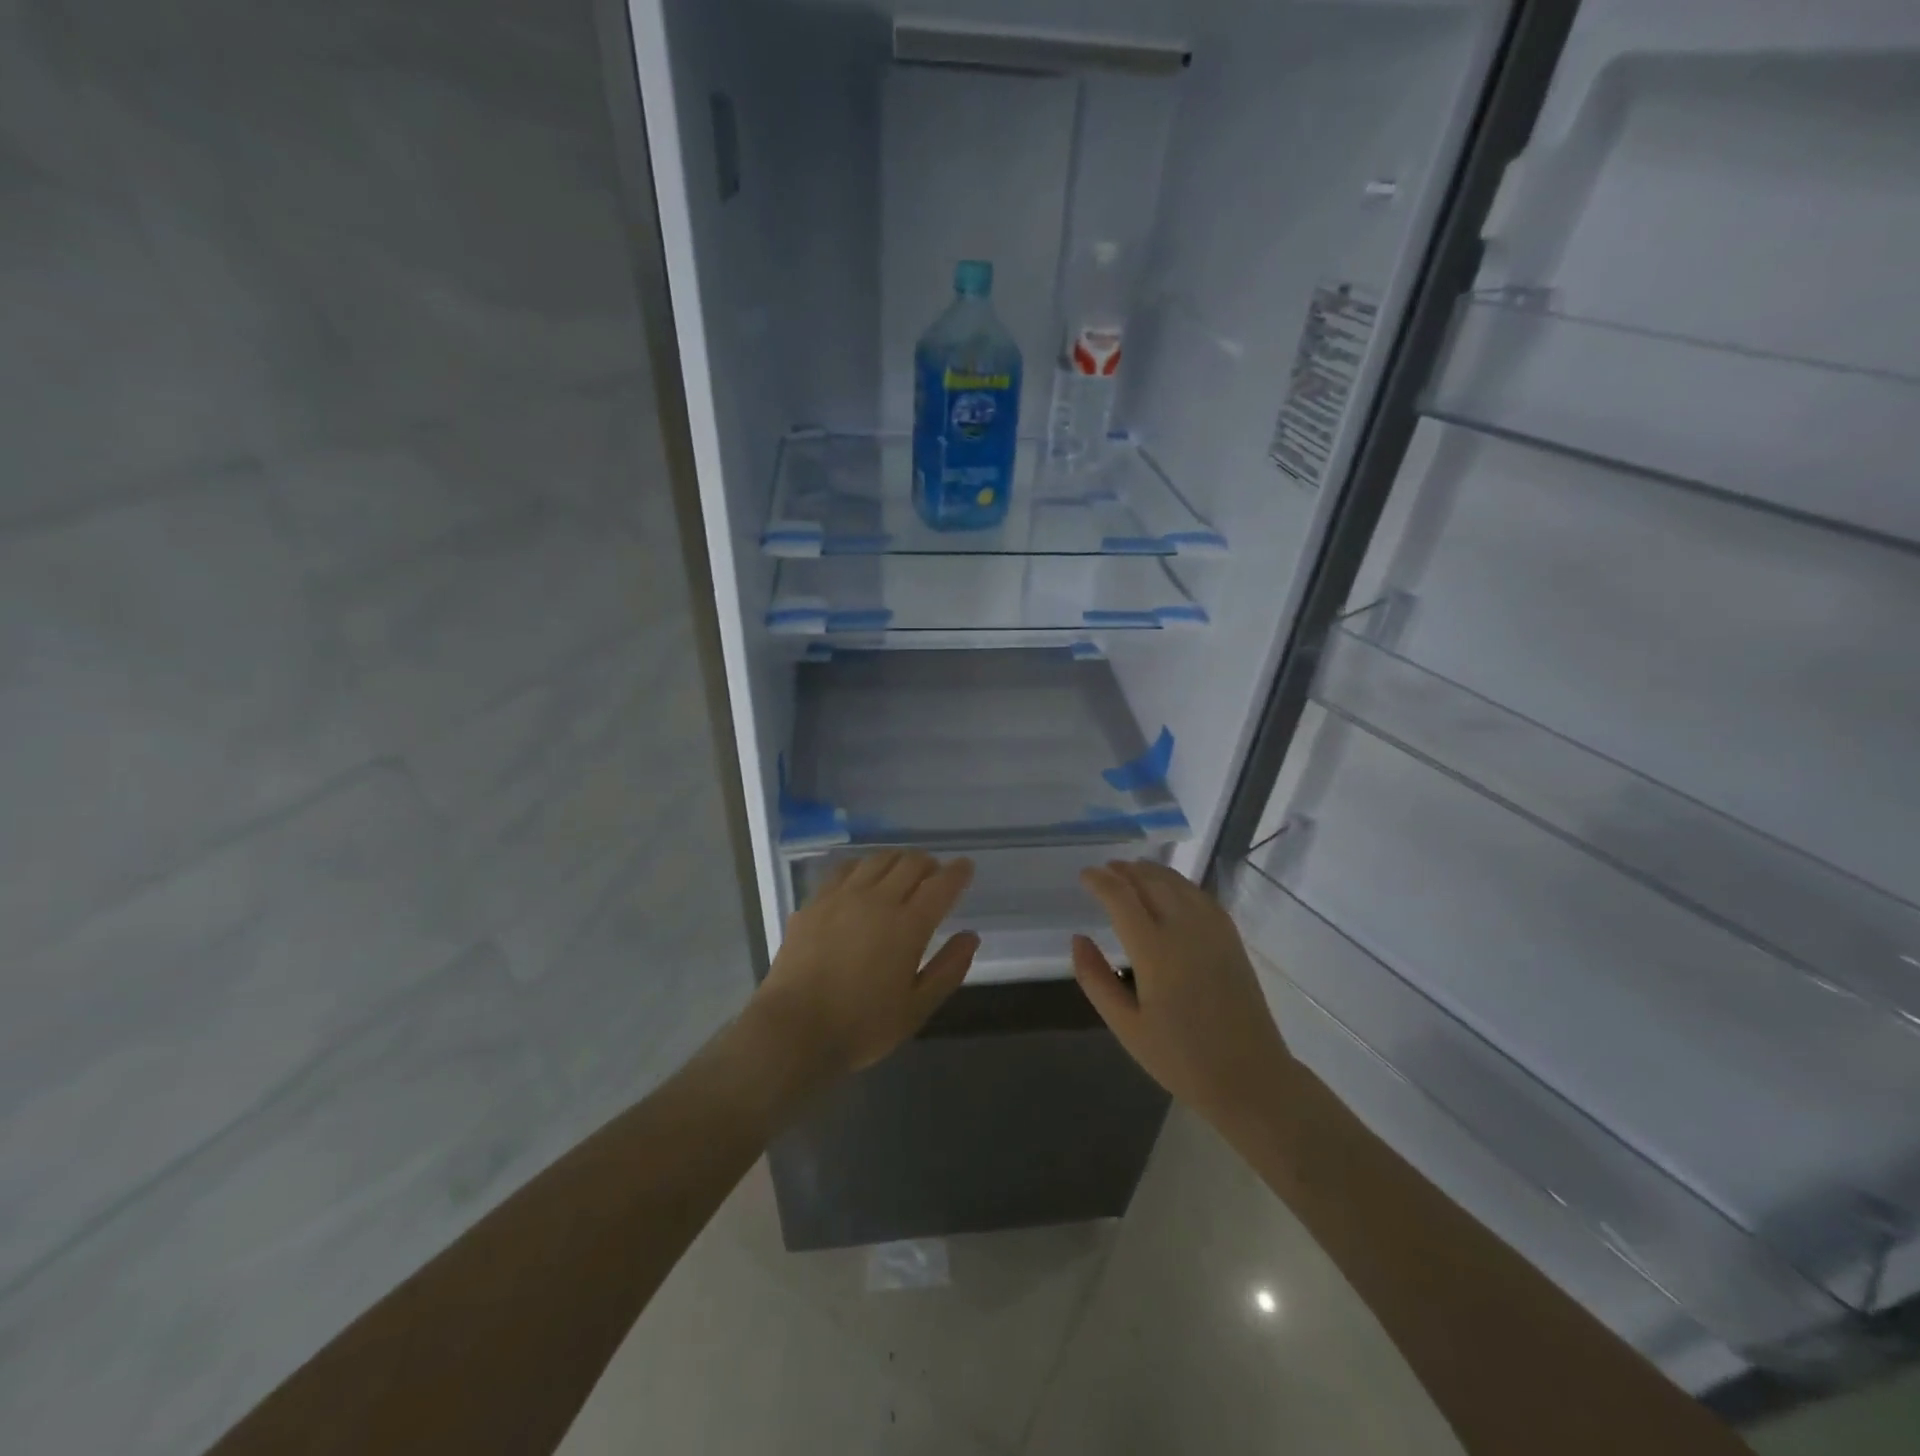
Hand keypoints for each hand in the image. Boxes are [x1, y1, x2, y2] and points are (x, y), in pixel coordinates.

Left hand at [750, 851, 977, 1082]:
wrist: (794, 1030)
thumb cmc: (861, 1026)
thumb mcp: (916, 1008)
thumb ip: (948, 969)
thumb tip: (970, 936)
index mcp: (908, 925)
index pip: (941, 885)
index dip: (957, 872)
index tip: (965, 867)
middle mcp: (877, 900)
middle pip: (910, 863)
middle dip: (928, 864)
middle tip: (934, 875)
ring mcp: (841, 897)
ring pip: (877, 859)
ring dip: (897, 860)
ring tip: (901, 873)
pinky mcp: (814, 902)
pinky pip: (844, 869)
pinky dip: (863, 867)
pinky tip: (862, 878)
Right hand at [1073, 860, 1290, 1129]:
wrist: (1249, 1077)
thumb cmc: (1180, 1058)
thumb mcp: (1125, 1026)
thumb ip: (1095, 978)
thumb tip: (1078, 938)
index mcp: (1154, 951)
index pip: (1121, 897)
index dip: (1100, 881)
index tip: (1084, 875)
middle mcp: (1184, 929)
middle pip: (1149, 881)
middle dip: (1124, 870)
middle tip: (1104, 870)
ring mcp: (1212, 930)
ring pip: (1177, 883)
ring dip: (1150, 871)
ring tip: (1131, 871)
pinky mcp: (1231, 937)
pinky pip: (1200, 895)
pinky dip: (1178, 883)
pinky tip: (1170, 888)